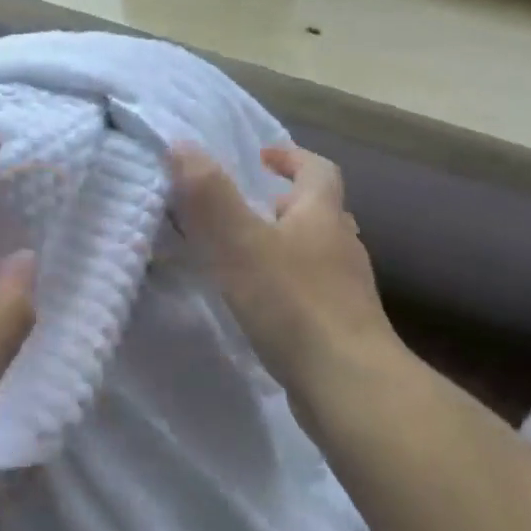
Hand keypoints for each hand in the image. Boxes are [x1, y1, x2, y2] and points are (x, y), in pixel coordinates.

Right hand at [170, 143, 402, 404]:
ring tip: (246, 257)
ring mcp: (348, 291)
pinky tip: (262, 306)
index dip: (291, 157)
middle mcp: (342, 247)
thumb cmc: (293, 303)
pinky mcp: (343, 328)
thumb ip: (209, 194)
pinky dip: (288, 286)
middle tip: (248, 209)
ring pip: (317, 253)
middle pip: (320, 212)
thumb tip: (181, 145)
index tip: (261, 157)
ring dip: (286, 246)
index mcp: (322, 216)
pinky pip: (313, 292)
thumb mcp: (239, 242)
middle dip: (285, 204)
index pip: (317, 170)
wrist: (350, 386)